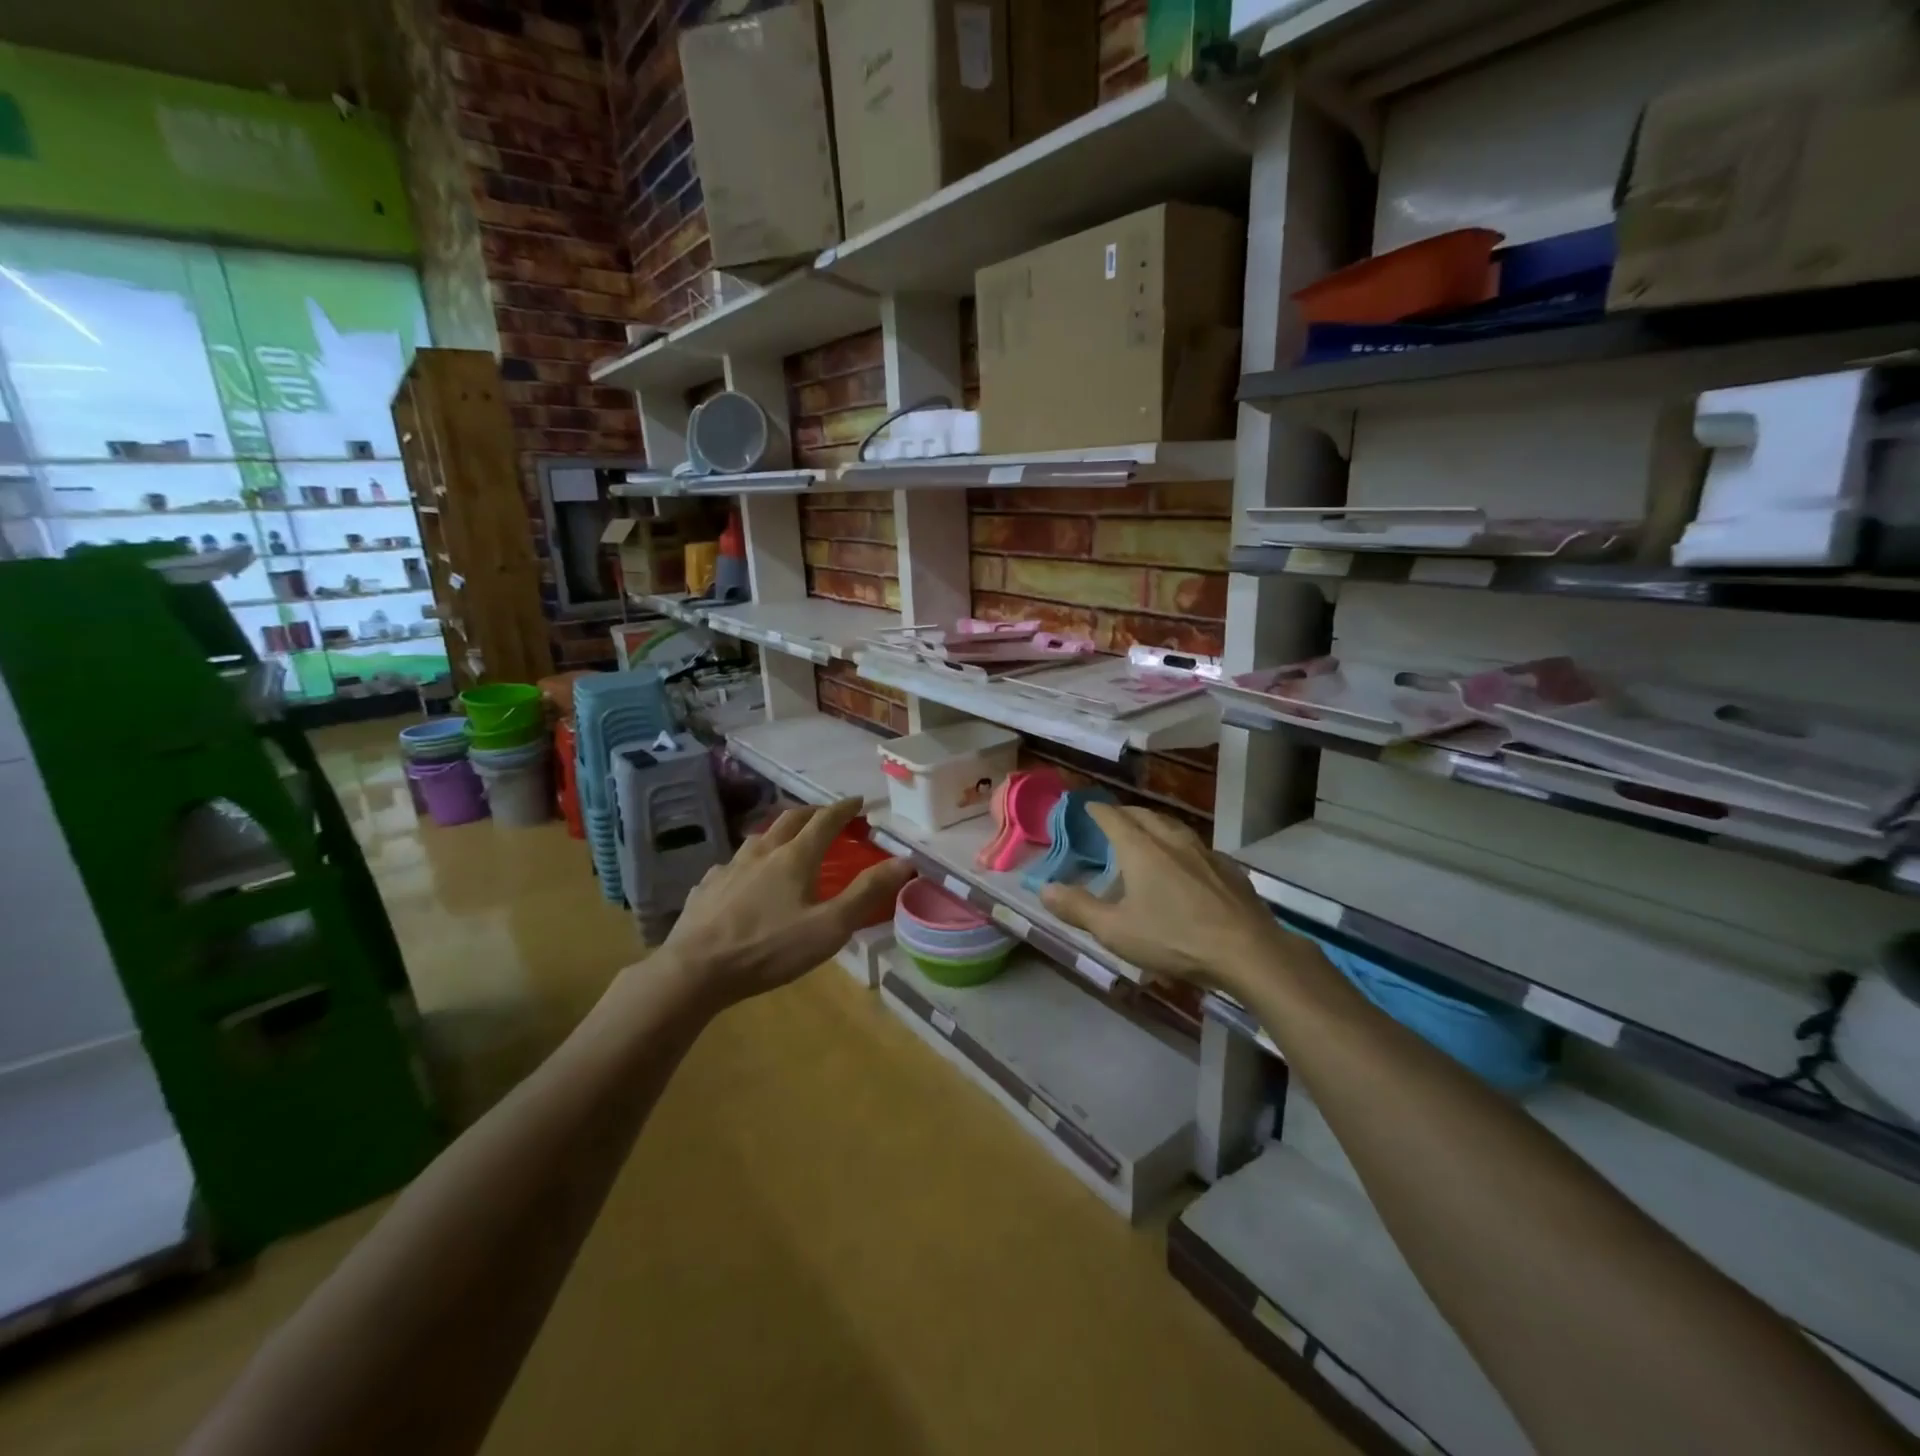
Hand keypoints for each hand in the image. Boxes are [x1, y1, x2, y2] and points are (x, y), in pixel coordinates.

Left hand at [659, 798, 913, 1007]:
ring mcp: (729, 867)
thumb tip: (904, 860)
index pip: (825, 821)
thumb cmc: (769, 948)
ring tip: (787, 840)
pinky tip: (743, 876)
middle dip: (812, 812)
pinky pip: (731, 864)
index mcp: (794, 857)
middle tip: (827, 815)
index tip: (859, 801)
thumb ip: (866, 893)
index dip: (844, 809)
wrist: (695, 970)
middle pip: (790, 819)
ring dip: (778, 832)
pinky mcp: (707, 887)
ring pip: (758, 838)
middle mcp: (761, 852)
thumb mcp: (829, 927)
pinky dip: (747, 862)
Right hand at [1040, 805, 1295, 1001]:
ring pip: (1175, 827)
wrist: (1248, 951)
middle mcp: (1172, 841)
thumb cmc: (1174, 938)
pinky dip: (1183, 848)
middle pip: (1145, 815)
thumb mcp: (1116, 931)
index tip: (1086, 805)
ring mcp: (1205, 853)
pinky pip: (1199, 848)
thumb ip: (1078, 908)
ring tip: (1148, 836)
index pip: (1113, 817)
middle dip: (1126, 813)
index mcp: (1141, 849)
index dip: (1097, 810)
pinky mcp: (1230, 870)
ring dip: (1156, 826)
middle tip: (1113, 819)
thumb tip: (1044, 889)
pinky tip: (1187, 865)